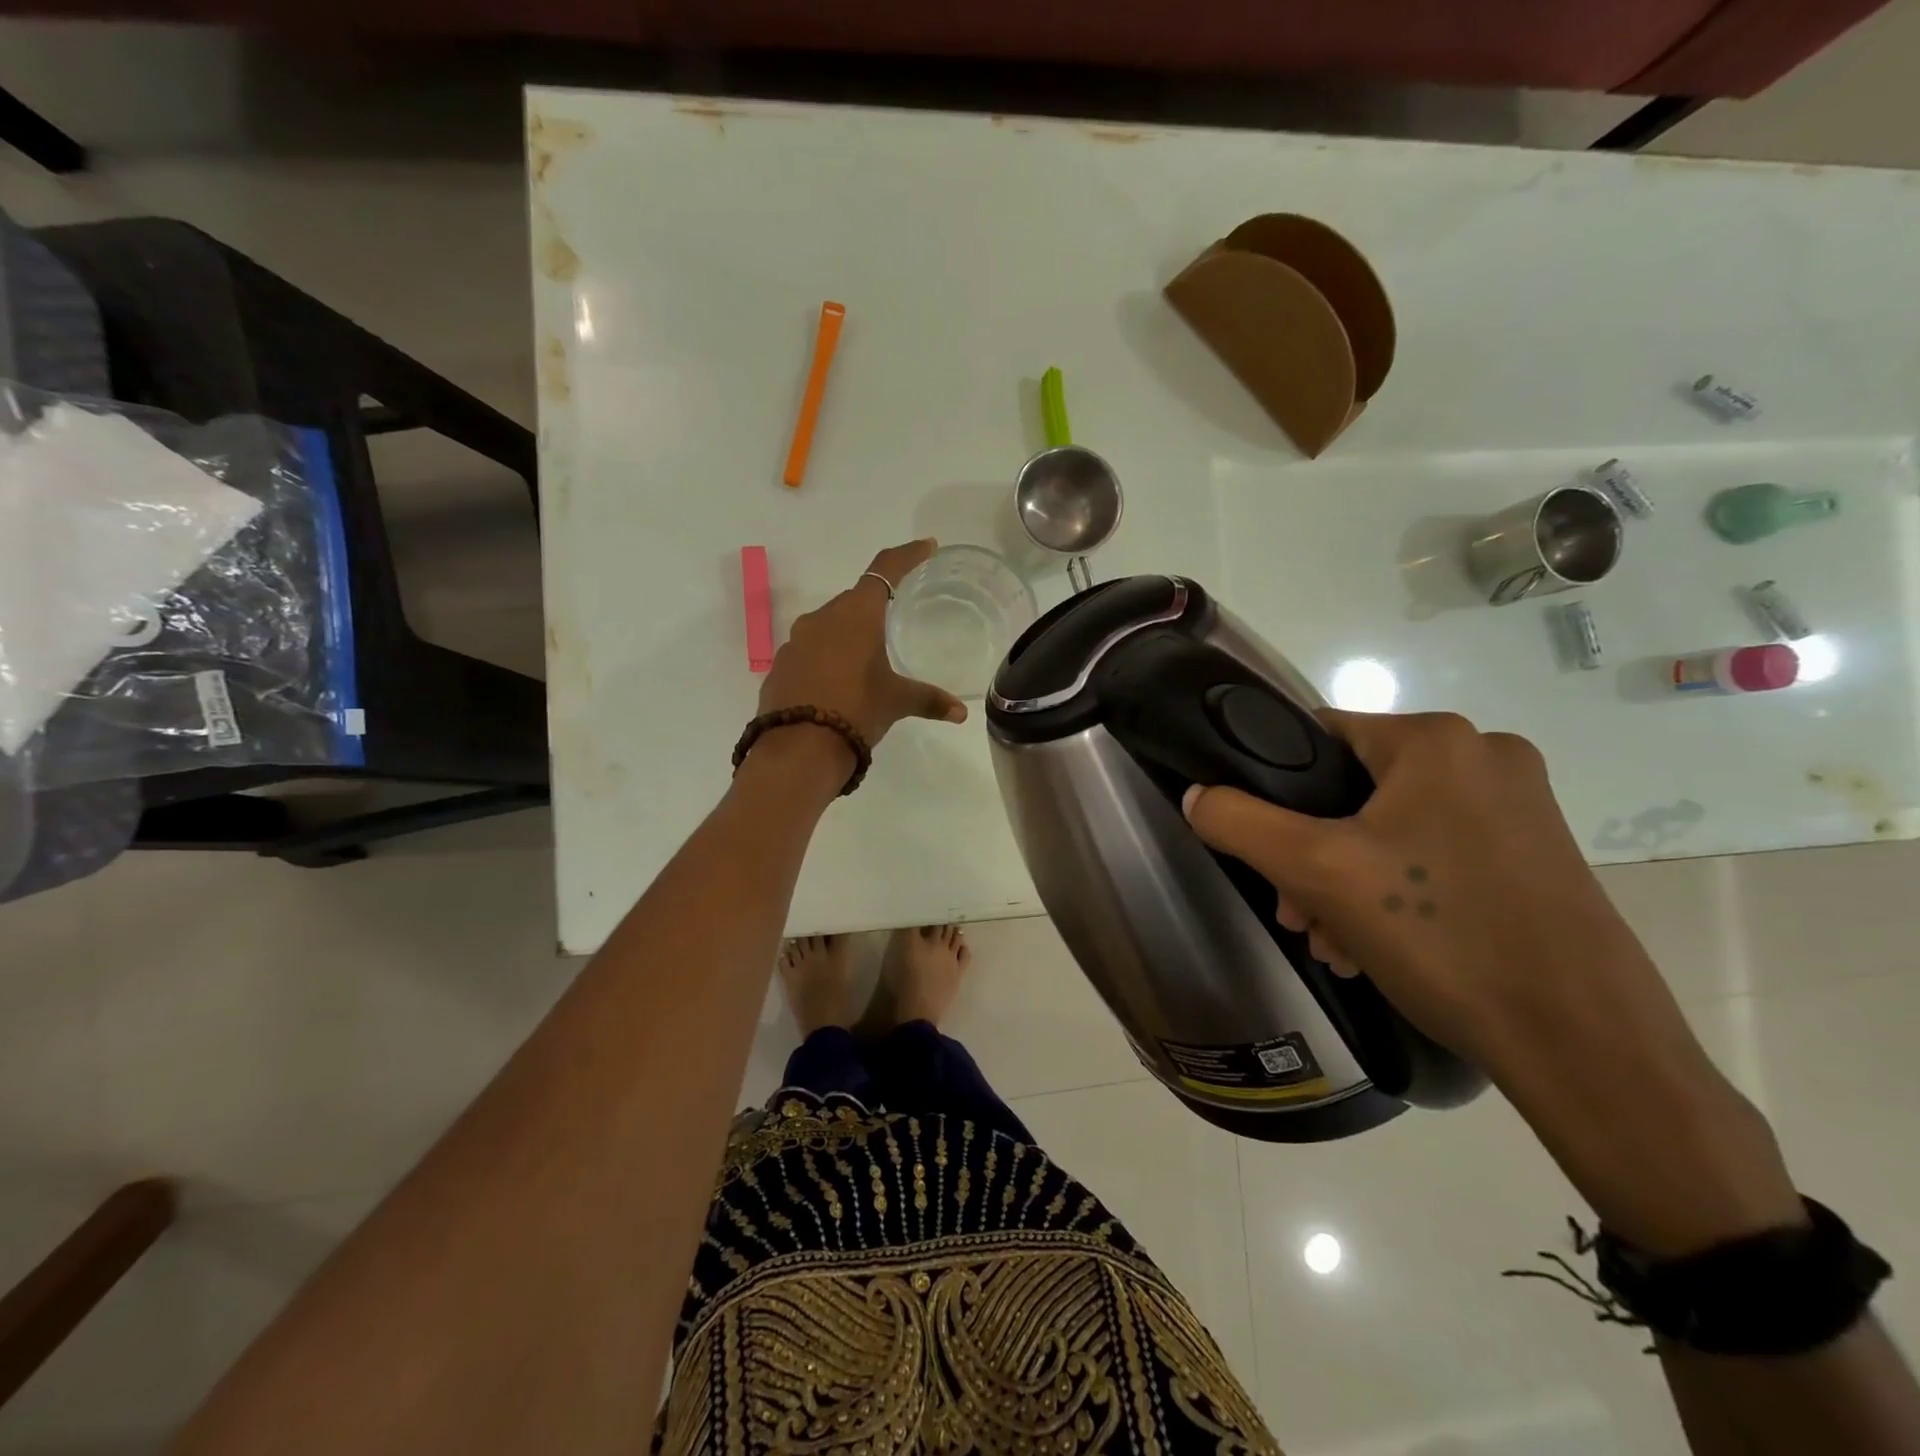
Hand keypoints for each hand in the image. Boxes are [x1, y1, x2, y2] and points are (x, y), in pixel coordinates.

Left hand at [758, 539, 967, 748]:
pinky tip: (837, 682)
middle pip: (854, 599)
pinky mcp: (780, 666)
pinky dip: (827, 657)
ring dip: (848, 633)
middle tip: (896, 617)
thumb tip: (960, 713)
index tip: (926, 547)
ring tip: (867, 656)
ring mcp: (795, 641)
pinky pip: (810, 651)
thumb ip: (928, 700)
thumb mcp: (896, 702)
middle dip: (875, 605)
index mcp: (856, 614)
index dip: (907, 556)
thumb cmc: (856, 710)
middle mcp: (822, 618)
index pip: (885, 570)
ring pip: (829, 625)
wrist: (798, 748)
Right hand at [1179, 710, 1676, 1077]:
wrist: (1584, 1045)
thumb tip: (1197, 795)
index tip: (1264, 849)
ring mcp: (1519, 807)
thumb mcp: (1317, 871)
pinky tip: (1379, 947)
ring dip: (1347, 880)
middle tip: (1299, 913)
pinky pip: (1435, 854)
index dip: (1276, 787)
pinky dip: (1396, 892)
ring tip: (1335, 941)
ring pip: (1392, 827)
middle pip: (1353, 789)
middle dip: (1311, 854)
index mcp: (1437, 740)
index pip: (1319, 735)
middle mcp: (1485, 756)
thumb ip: (1241, 822)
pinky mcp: (1535, 855)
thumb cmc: (1442, 936)